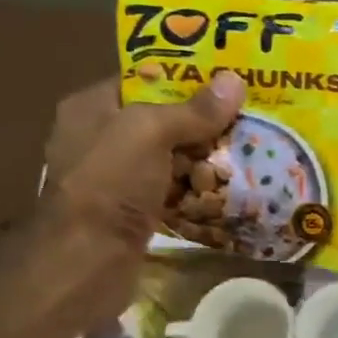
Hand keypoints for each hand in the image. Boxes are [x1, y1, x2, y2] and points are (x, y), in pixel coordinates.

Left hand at [43, 70, 245, 248]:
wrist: (89, 258)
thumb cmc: (111, 182)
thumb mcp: (150, 132)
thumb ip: (193, 110)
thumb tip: (235, 80)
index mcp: (92, 107)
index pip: (143, 80)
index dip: (184, 78)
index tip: (226, 80)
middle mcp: (100, 139)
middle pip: (162, 121)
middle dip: (202, 122)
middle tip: (247, 117)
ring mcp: (116, 179)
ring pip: (170, 159)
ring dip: (204, 159)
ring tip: (249, 150)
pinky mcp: (133, 212)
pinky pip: (172, 192)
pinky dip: (197, 191)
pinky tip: (228, 189)